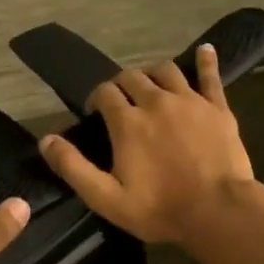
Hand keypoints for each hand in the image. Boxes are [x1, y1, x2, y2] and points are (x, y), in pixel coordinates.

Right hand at [38, 44, 255, 244]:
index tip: (95, 114)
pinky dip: (205, 61)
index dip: (96, 99)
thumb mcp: (105, 197)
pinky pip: (210, 77)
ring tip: (151, 85)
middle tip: (121, 102)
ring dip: (153, 73)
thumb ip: (73, 167)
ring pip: (166, 71)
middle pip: (132, 76)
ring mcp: (190, 101)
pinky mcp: (218, 108)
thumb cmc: (159, 209)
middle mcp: (156, 101)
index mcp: (127, 122)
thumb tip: (45, 140)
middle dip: (121, 84)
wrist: (218, 213)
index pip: (104, 93)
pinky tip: (204, 50)